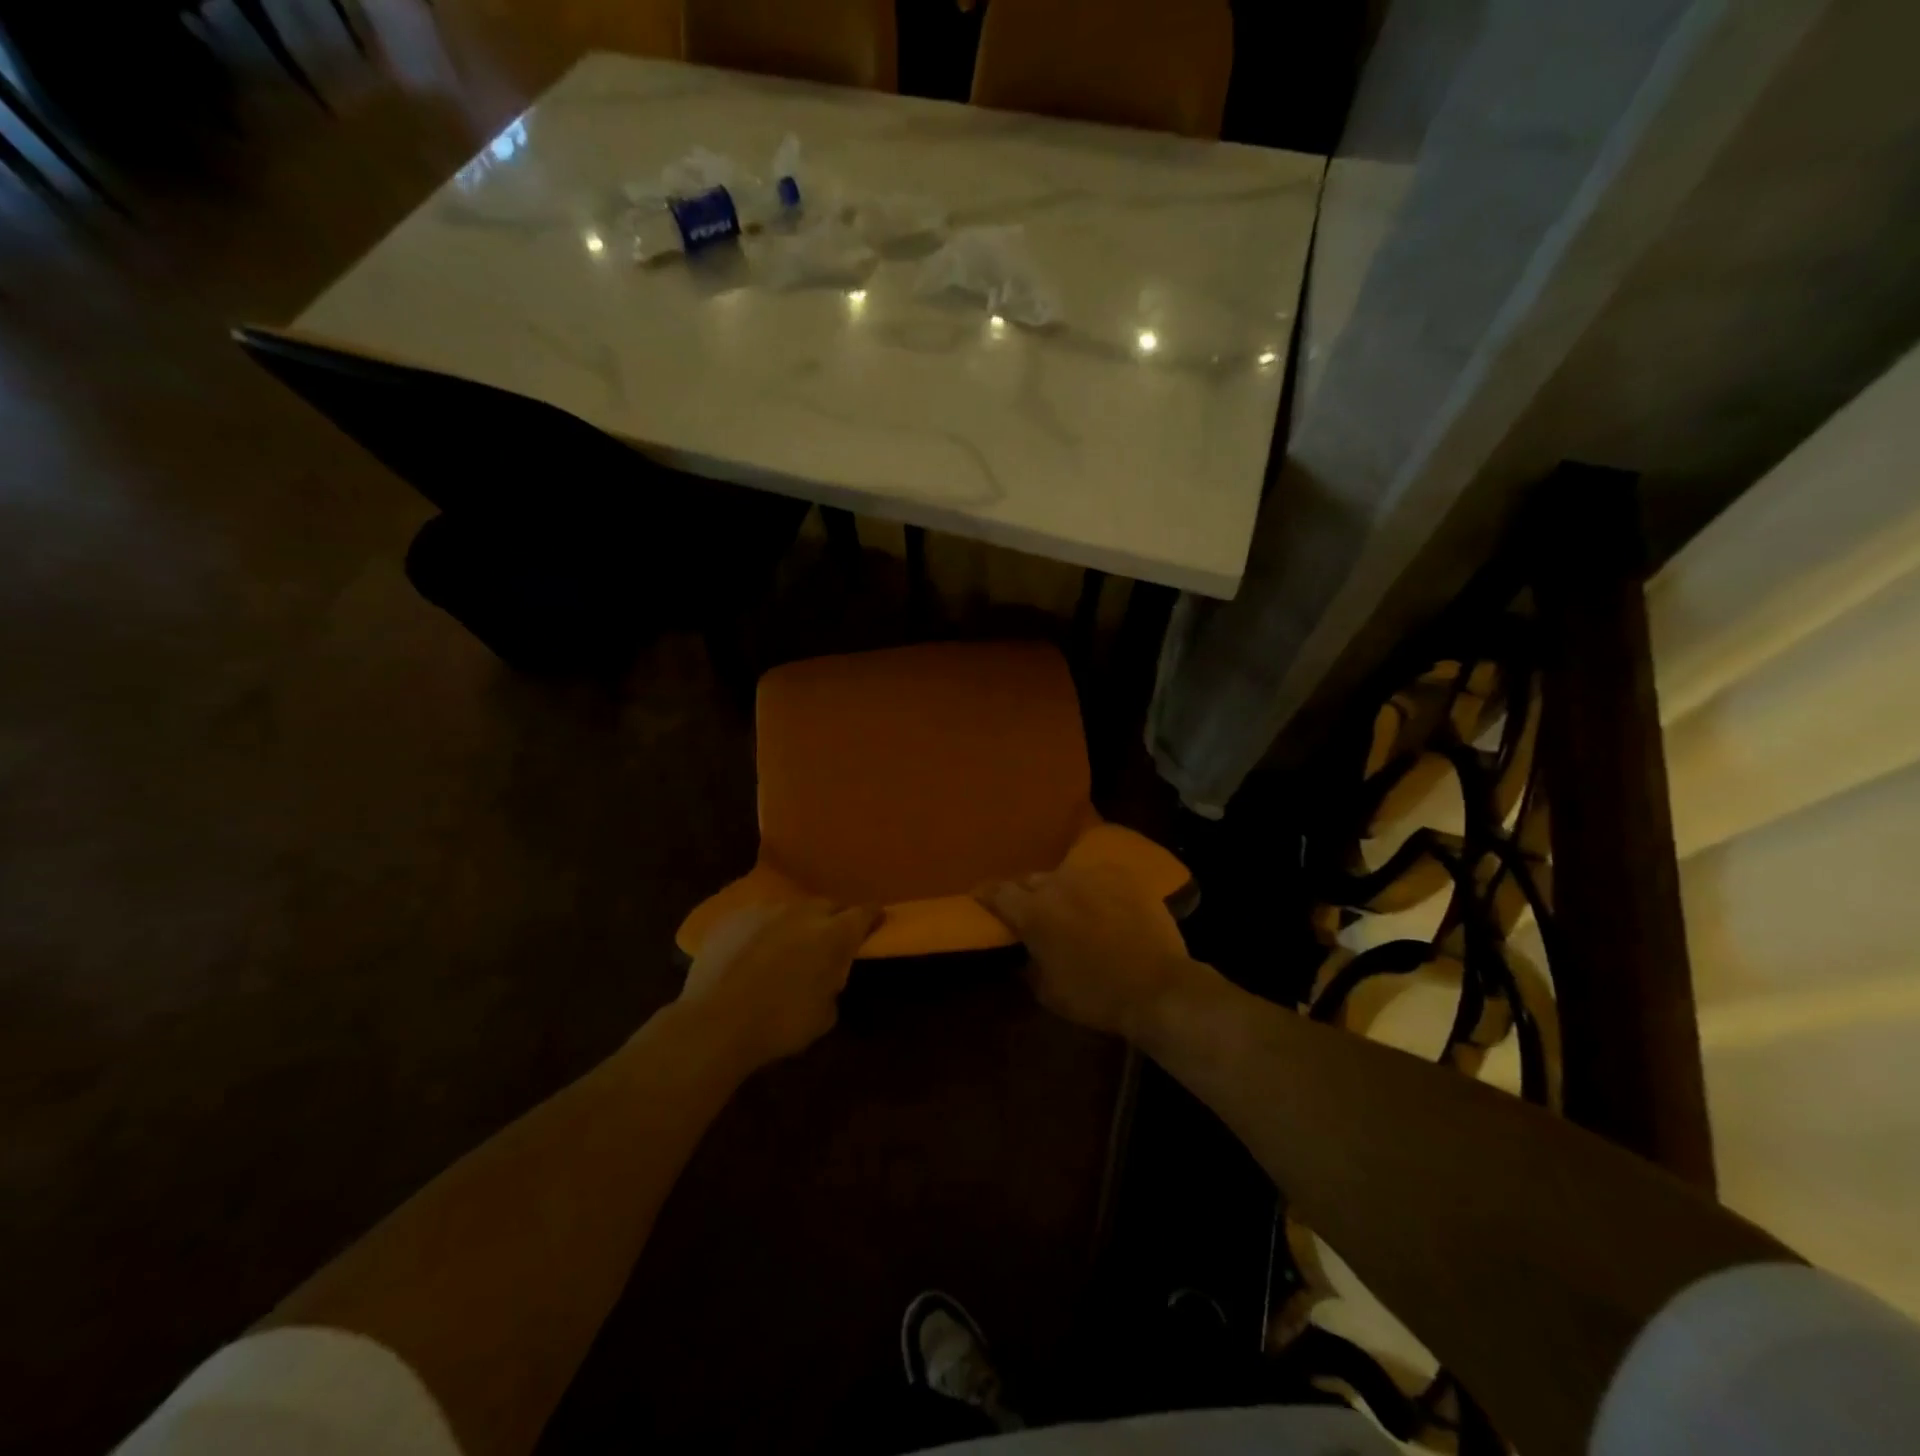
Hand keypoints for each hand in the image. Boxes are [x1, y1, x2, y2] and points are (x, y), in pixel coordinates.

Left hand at [678, 899, 878, 1071]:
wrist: (715, 1023)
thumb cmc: (779, 1024)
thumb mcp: (824, 1016)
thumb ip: (832, 985)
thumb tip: (826, 976)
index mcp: (833, 934)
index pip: (864, 913)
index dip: (871, 917)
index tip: (875, 922)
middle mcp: (803, 912)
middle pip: (827, 906)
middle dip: (832, 920)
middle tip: (828, 941)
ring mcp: (765, 910)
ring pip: (790, 910)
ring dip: (795, 924)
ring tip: (786, 948)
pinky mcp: (732, 917)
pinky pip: (756, 918)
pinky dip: (761, 931)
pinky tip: (751, 952)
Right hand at [974, 865, 1207, 1040]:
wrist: (1157, 988)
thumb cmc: (1096, 996)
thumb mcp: (1048, 991)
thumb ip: (1029, 963)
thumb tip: (1026, 951)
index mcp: (1033, 912)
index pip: (998, 892)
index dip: (986, 894)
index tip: (980, 898)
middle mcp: (1059, 884)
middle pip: (1030, 880)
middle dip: (1024, 894)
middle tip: (1027, 910)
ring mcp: (1094, 876)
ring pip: (1065, 875)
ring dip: (1059, 890)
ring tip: (1066, 906)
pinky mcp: (1124, 877)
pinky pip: (1098, 877)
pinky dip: (1092, 889)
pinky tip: (1100, 905)